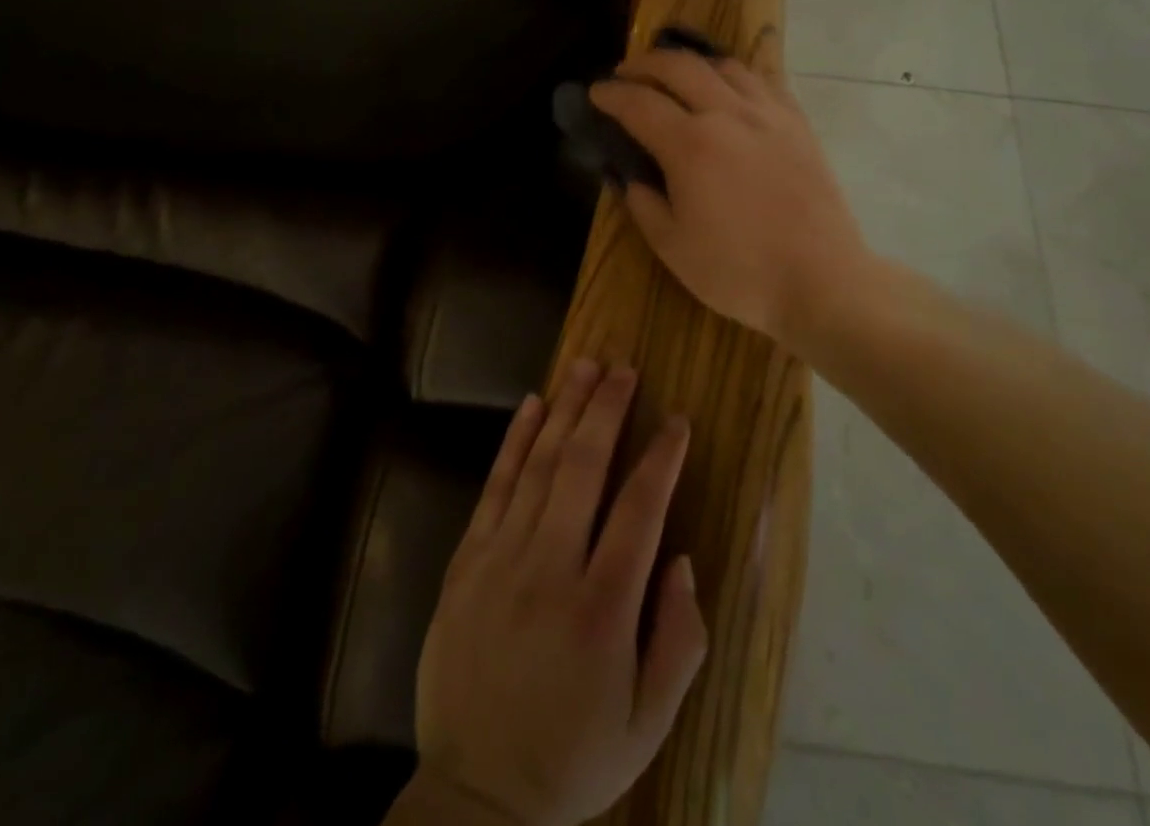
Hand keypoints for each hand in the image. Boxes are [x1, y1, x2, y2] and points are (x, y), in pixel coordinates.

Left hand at [410, 360, 706, 825]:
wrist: (476, 794)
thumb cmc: (574, 756)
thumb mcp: (650, 724)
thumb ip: (679, 639)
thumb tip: (682, 558)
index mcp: (603, 610)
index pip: (640, 510)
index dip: (662, 457)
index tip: (677, 420)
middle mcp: (551, 569)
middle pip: (584, 467)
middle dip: (607, 409)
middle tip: (624, 368)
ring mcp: (502, 559)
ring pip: (539, 464)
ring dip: (565, 409)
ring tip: (586, 366)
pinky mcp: (467, 561)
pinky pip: (495, 486)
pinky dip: (515, 440)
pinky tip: (532, 405)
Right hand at [589, 48, 870, 343]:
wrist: (822, 281)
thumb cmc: (739, 271)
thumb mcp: (672, 247)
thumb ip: (644, 204)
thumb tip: (631, 177)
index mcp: (690, 145)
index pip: (639, 104)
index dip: (611, 95)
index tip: (595, 92)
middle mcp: (728, 115)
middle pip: (679, 67)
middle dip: (645, 63)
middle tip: (626, 74)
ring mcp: (768, 116)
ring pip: (724, 66)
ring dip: (691, 63)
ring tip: (676, 76)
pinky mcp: (799, 125)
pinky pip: (764, 82)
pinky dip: (736, 76)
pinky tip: (731, 89)